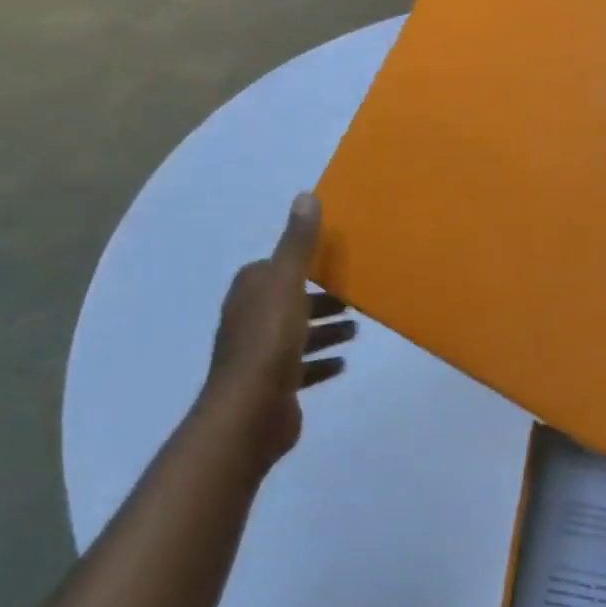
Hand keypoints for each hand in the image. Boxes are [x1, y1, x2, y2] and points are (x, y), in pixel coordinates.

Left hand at [196, 193, 354, 473]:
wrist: (250, 411)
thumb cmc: (269, 341)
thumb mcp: (287, 284)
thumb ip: (298, 244)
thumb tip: (305, 195)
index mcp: (250, 291)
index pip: (274, 267)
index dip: (301, 264)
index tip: (333, 263)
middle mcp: (250, 318)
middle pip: (290, 301)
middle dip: (320, 299)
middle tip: (353, 299)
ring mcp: (260, 354)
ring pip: (297, 334)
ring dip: (325, 330)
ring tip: (356, 330)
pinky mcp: (273, 384)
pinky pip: (302, 367)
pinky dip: (321, 362)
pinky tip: (342, 362)